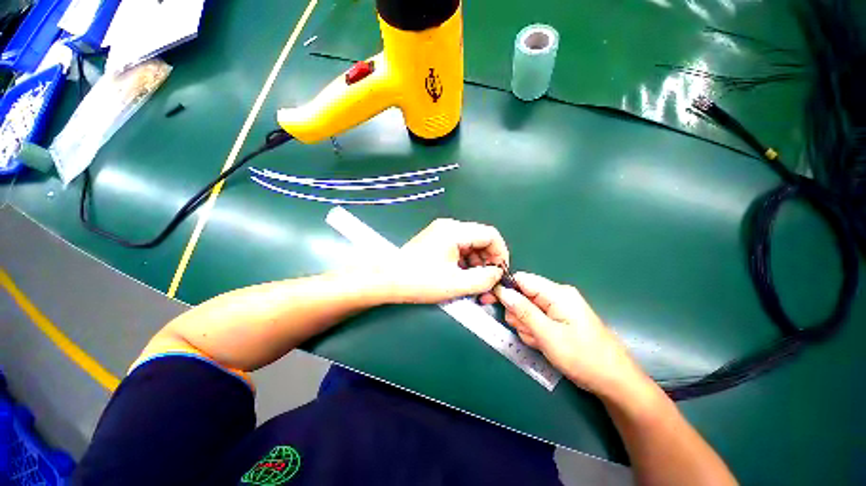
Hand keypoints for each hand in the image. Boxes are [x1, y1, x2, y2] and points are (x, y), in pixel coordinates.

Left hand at [374, 219, 507, 303]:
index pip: (490, 235)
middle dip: (488, 261)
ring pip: (470, 245)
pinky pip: (459, 248)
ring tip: (476, 284)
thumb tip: (497, 274)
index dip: (500, 254)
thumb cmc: (419, 281)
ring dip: (477, 264)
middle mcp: (449, 227)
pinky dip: (465, 262)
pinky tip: (463, 277)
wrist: (387, 280)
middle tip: (488, 283)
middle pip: (481, 239)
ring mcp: (441, 233)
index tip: (500, 273)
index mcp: (455, 231)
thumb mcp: (455, 284)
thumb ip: (483, 279)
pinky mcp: (436, 241)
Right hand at [495, 272, 651, 399]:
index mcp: (557, 293)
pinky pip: (538, 320)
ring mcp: (559, 308)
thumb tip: (502, 291)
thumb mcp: (548, 334)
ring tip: (541, 342)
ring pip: (527, 311)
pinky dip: (536, 332)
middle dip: (520, 315)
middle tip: (530, 332)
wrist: (615, 382)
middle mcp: (557, 296)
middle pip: (523, 296)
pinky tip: (545, 345)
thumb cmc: (583, 357)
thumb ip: (523, 310)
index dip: (505, 288)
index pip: (522, 280)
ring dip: (527, 327)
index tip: (490, 301)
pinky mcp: (560, 320)